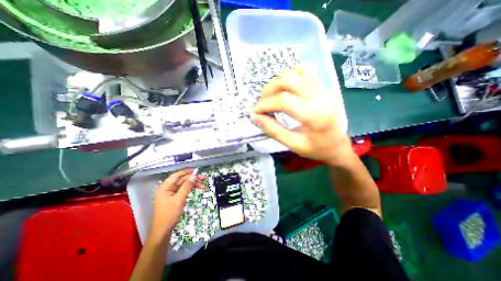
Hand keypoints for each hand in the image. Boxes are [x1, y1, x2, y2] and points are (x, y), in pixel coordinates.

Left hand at [148, 170, 205, 238]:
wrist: (163, 231)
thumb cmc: (169, 215)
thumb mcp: (179, 199)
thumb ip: (186, 186)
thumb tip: (194, 176)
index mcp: (165, 187)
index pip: (177, 175)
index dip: (187, 171)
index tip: (197, 170)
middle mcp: (167, 188)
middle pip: (181, 179)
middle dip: (193, 178)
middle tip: (204, 178)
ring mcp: (170, 193)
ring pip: (184, 184)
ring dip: (193, 184)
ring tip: (203, 186)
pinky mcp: (174, 197)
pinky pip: (183, 189)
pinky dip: (190, 189)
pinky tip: (197, 189)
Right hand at [252, 65, 353, 165]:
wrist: (338, 146)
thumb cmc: (317, 149)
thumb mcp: (293, 144)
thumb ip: (273, 130)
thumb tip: (255, 117)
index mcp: (314, 116)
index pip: (284, 101)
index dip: (264, 104)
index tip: (253, 111)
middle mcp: (320, 97)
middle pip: (289, 81)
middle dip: (269, 90)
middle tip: (261, 103)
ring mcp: (322, 89)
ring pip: (296, 73)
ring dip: (278, 81)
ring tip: (271, 96)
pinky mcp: (322, 87)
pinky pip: (305, 71)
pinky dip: (290, 75)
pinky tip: (285, 87)